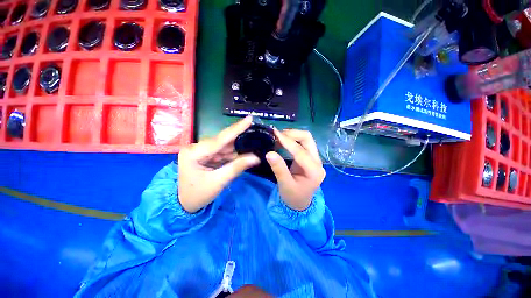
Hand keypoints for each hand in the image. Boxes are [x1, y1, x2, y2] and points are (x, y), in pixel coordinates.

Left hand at [178, 116, 259, 212]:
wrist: (182, 204)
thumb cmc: (197, 195)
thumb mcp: (218, 182)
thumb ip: (237, 167)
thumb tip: (256, 158)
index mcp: (194, 153)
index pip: (220, 139)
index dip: (237, 128)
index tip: (249, 118)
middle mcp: (196, 147)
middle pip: (223, 141)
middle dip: (240, 140)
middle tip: (256, 135)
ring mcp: (201, 151)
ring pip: (224, 147)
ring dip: (237, 149)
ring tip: (253, 147)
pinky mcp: (205, 155)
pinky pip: (222, 152)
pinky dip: (232, 155)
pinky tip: (242, 155)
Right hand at [265, 129, 325, 210]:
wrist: (300, 203)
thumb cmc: (293, 196)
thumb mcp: (285, 185)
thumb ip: (278, 168)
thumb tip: (269, 153)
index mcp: (314, 171)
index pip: (300, 152)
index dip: (287, 142)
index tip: (275, 133)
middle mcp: (317, 162)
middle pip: (308, 139)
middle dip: (292, 134)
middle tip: (277, 135)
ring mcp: (314, 158)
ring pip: (306, 139)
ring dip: (292, 135)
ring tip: (278, 137)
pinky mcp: (309, 157)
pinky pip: (302, 143)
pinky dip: (292, 140)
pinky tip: (282, 141)